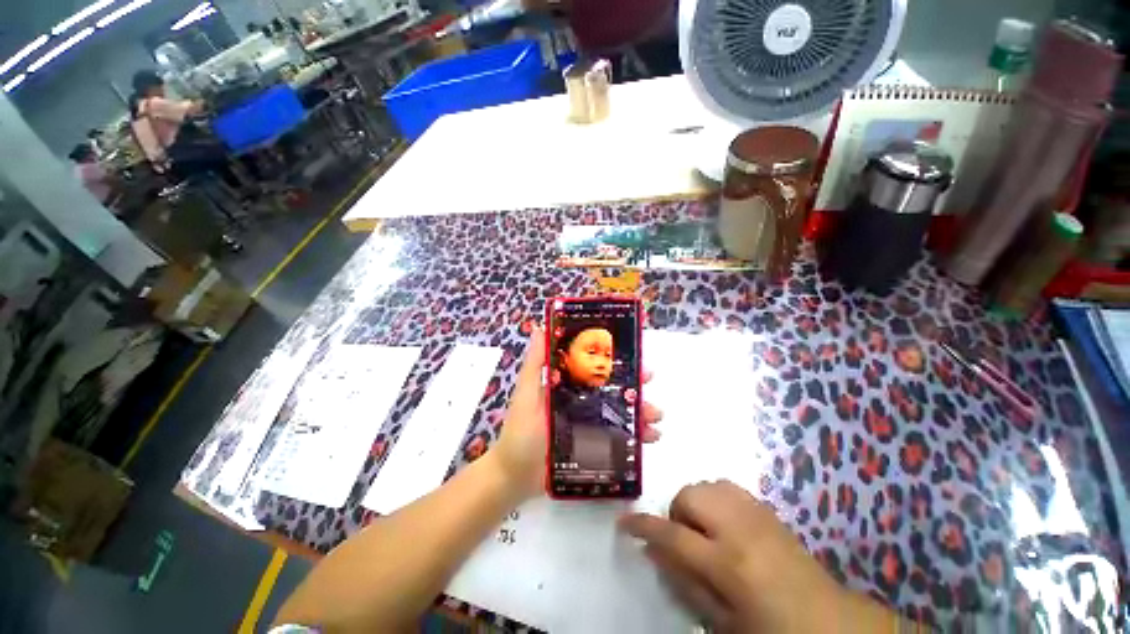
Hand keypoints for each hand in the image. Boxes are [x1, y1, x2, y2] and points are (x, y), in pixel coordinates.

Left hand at [490, 327, 662, 498]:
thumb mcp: (527, 393)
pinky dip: (637, 437)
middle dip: (635, 385)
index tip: (634, 356)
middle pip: (614, 390)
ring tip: (656, 417)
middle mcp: (583, 402)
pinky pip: (621, 438)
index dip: (616, 362)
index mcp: (569, 386)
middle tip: (650, 383)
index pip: (597, 369)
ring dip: (642, 411)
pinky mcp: (595, 446)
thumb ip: (535, 363)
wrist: (516, 475)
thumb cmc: (521, 431)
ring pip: (621, 413)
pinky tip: (651, 439)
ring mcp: (591, 425)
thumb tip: (541, 327)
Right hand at [619, 481, 890, 632]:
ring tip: (708, 532)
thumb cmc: (770, 629)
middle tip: (688, 540)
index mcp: (729, 563)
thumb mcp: (722, 620)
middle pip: (689, 496)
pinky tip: (726, 523)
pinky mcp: (765, 506)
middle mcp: (740, 527)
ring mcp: (755, 512)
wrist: (829, 620)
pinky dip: (715, 499)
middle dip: (678, 514)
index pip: (673, 535)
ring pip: (705, 485)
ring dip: (696, 504)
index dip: (644, 526)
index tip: (624, 522)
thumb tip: (653, 552)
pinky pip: (725, 486)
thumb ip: (684, 582)